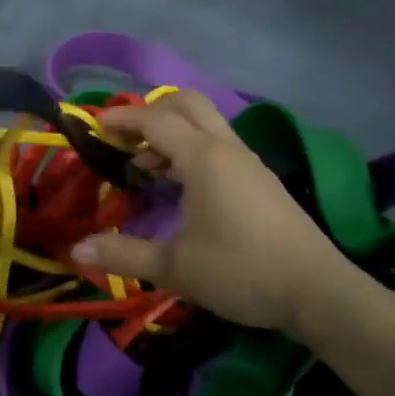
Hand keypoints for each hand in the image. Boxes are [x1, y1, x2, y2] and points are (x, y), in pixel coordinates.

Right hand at [70, 92, 361, 336]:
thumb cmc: (242, 271)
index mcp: (203, 158)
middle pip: (187, 104)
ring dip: (173, 131)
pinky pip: (219, 144)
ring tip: (146, 166)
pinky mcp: (261, 180)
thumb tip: (76, 249)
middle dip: (151, 112)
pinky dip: (192, 148)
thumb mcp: (175, 268)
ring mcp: (248, 162)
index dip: (122, 119)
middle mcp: (226, 148)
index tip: (94, 127)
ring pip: (206, 123)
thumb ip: (124, 254)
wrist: (317, 291)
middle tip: (124, 138)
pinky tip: (182, 185)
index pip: (155, 120)